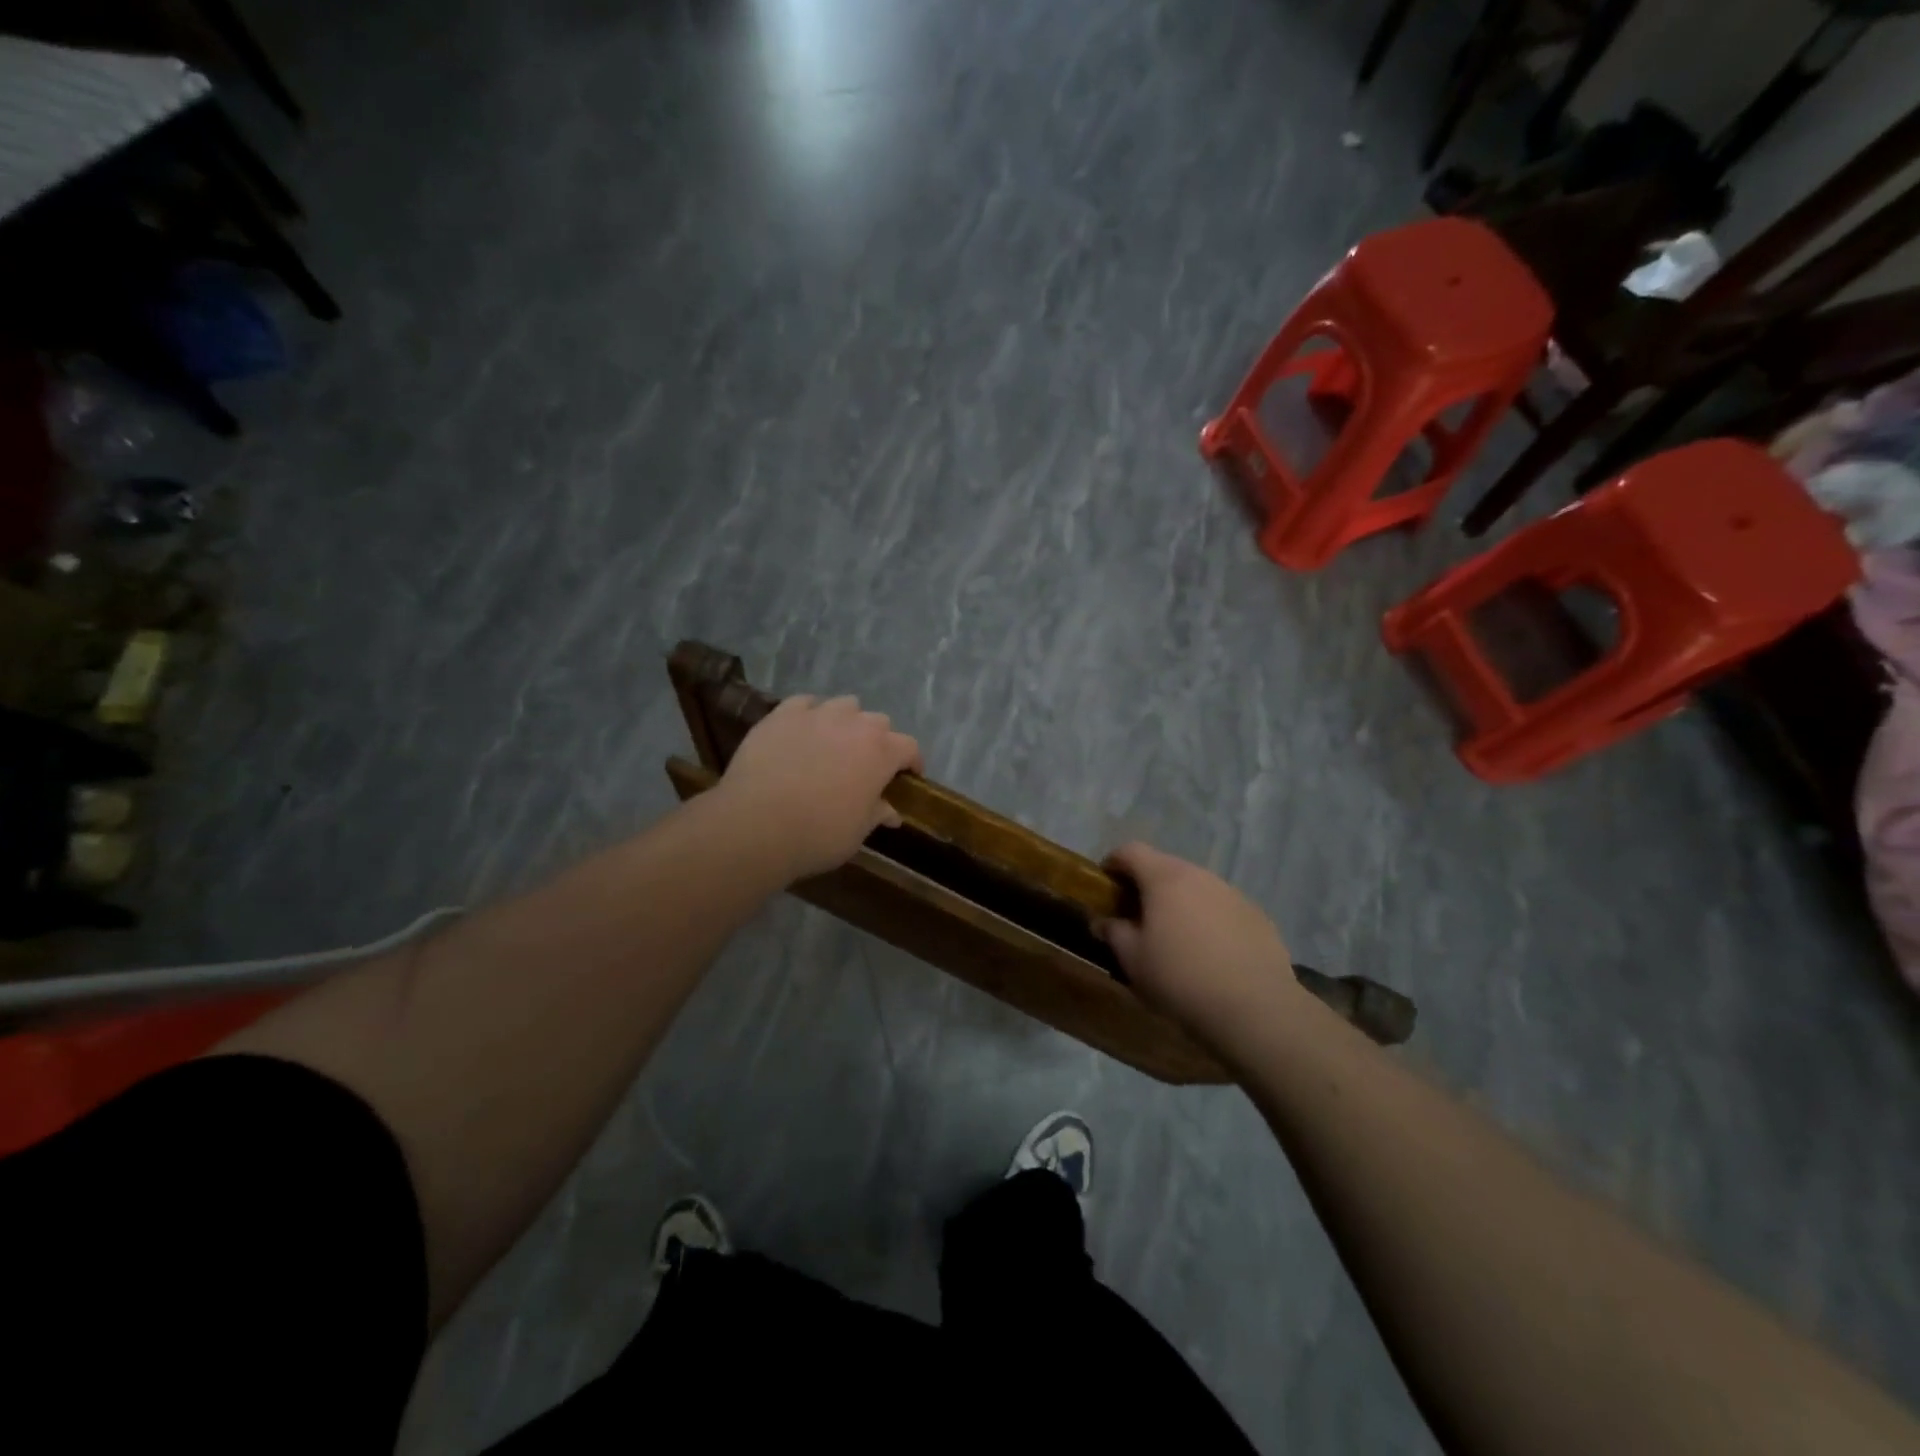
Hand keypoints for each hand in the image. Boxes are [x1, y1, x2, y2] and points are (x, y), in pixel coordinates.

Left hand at [718, 695, 921, 879]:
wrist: (756, 824)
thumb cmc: (818, 834)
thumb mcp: (857, 833)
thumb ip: (877, 815)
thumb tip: (891, 812)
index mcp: (881, 752)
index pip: (909, 747)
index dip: (912, 761)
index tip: (908, 776)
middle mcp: (854, 724)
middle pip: (878, 722)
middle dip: (879, 740)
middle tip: (867, 764)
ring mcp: (817, 714)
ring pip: (844, 705)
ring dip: (847, 721)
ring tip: (835, 742)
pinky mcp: (782, 714)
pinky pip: (804, 704)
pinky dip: (810, 714)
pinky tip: (802, 731)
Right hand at [1099, 842, 1306, 1049]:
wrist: (1255, 1010)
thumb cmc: (1180, 979)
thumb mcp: (1133, 960)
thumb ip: (1114, 933)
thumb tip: (1103, 922)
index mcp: (1165, 878)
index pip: (1131, 851)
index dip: (1113, 863)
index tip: (1105, 886)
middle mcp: (1200, 876)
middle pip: (1165, 867)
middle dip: (1147, 885)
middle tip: (1138, 917)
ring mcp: (1233, 894)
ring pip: (1197, 887)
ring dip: (1181, 902)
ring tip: (1176, 938)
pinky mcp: (1258, 916)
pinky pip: (1223, 908)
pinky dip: (1209, 920)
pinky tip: (1211, 955)